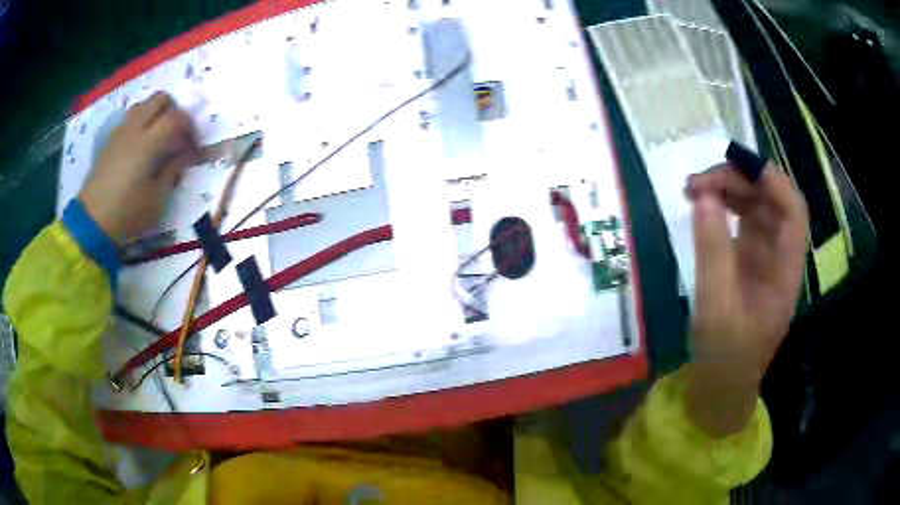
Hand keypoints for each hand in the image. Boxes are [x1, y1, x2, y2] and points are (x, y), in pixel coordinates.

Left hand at [78, 92, 199, 242]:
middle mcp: (134, 129)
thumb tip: (187, 154)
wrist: (92, 222)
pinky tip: (139, 145)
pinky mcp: (109, 141)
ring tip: (158, 135)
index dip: (190, 126)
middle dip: (173, 109)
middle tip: (178, 131)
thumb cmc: (128, 213)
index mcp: (148, 142)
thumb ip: (173, 170)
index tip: (194, 143)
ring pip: (142, 105)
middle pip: (159, 99)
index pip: (176, 117)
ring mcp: (120, 133)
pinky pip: (128, 119)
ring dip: (155, 113)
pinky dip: (139, 123)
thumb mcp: (157, 198)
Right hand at [684, 162, 807, 435]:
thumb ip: (712, 252)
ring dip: (728, 188)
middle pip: (772, 200)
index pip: (792, 210)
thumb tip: (702, 196)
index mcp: (786, 271)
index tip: (731, 166)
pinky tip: (701, 204)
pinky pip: (741, 220)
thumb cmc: (724, 357)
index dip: (769, 181)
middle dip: (739, 180)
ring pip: (756, 205)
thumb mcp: (715, 309)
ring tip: (692, 188)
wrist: (721, 387)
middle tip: (697, 183)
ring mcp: (764, 256)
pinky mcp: (747, 260)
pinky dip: (722, 205)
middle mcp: (780, 256)